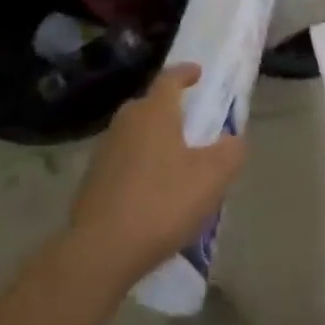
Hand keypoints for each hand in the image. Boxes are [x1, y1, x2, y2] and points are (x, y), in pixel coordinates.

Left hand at [68, 65, 245, 285]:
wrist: (100, 251)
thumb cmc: (162, 202)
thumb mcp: (212, 177)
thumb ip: (230, 152)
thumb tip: (233, 140)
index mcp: (154, 112)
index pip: (169, 78)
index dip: (185, 73)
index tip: (197, 72)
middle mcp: (126, 123)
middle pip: (148, 105)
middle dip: (168, 109)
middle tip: (188, 121)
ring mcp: (104, 152)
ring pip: (133, 134)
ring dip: (152, 140)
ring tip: (173, 161)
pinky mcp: (91, 182)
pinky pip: (122, 162)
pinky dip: (138, 167)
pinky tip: (150, 192)